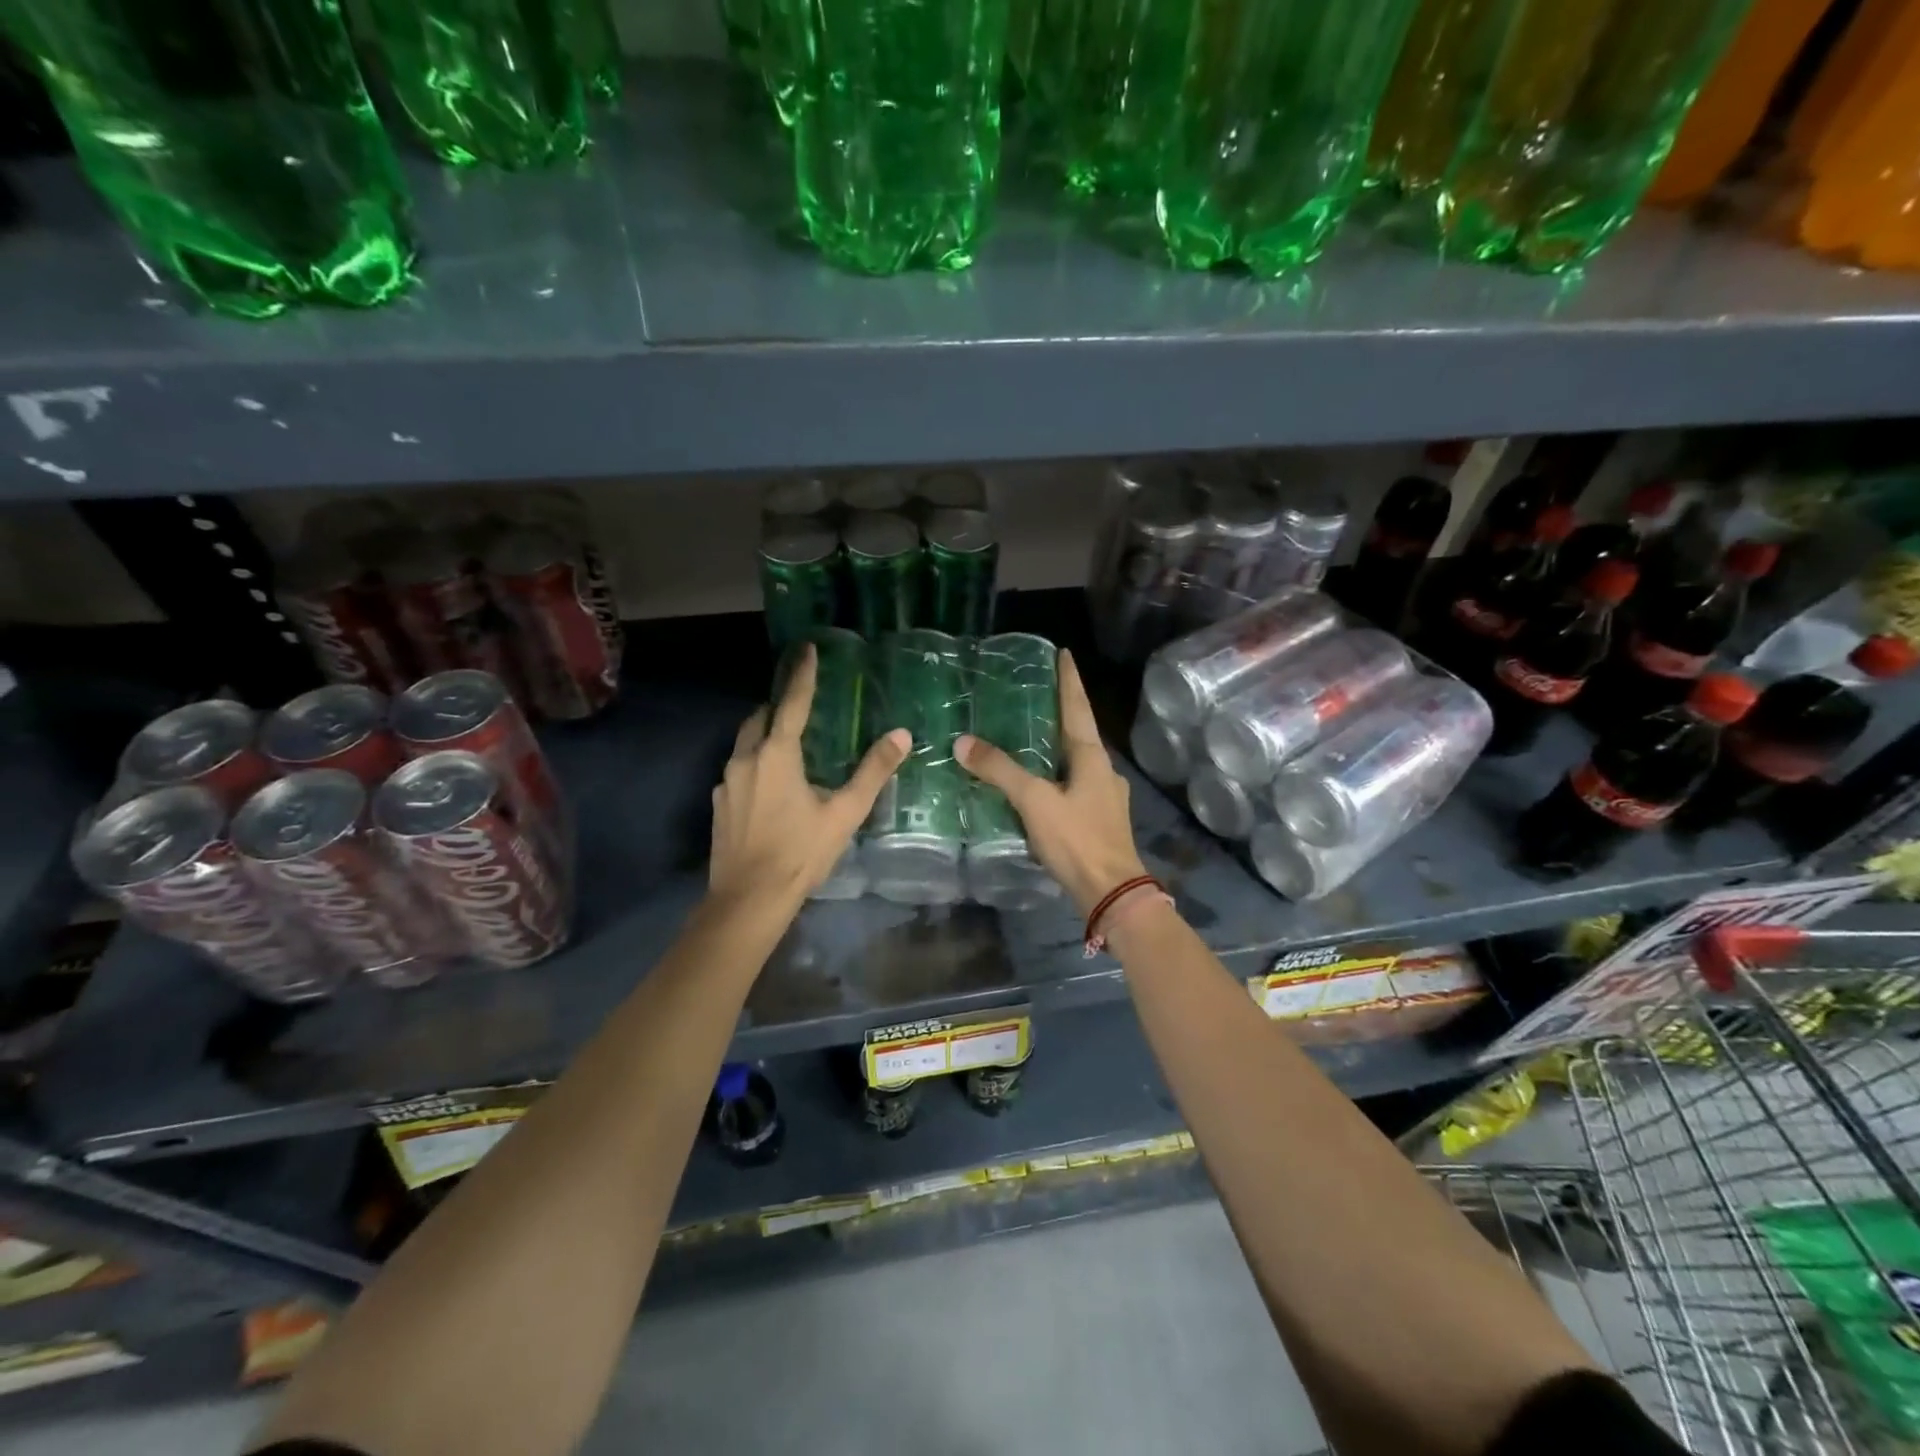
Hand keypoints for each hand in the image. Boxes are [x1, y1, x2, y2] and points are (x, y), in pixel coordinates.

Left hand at [710, 645, 910, 907]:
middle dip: (778, 706)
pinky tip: (770, 788)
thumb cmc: (800, 853)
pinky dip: (754, 765)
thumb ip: (872, 772)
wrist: (748, 899)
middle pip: (760, 718)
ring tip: (788, 745)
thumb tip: (901, 736)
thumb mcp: (844, 813)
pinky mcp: (718, 805)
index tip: (806, 648)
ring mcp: (726, 783)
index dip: (802, 674)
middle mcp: (746, 759)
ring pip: (745, 744)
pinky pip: (738, 771)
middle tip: (799, 704)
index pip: (793, 703)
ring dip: (764, 736)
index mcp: (777, 754)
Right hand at [955, 648, 1147, 915]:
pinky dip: (1055, 775)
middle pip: (1078, 732)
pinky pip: (1073, 786)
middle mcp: (1103, 770)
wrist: (1111, 892)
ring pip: (1076, 761)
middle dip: (1060, 711)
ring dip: (1056, 746)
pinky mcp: (1099, 820)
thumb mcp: (1034, 801)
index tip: (1064, 653)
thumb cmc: (1077, 839)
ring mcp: (1105, 796)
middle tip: (1035, 693)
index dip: (1069, 680)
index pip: (1078, 707)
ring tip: (1030, 737)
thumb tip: (963, 742)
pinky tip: (1038, 785)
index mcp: (1092, 757)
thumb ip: (1000, 771)